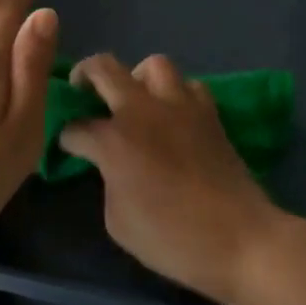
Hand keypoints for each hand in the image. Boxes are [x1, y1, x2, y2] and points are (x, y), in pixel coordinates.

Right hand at [57, 53, 290, 304]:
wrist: (239, 239)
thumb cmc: (171, 239)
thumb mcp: (118, 221)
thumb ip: (108, 181)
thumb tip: (112, 166)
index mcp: (114, 140)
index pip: (76, 127)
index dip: (66, 137)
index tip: (67, 146)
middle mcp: (142, 111)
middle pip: (104, 68)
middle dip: (85, 74)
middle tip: (81, 90)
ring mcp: (180, 106)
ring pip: (152, 65)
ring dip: (136, 77)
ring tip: (134, 98)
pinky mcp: (209, 113)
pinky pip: (188, 86)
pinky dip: (176, 93)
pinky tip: (173, 115)